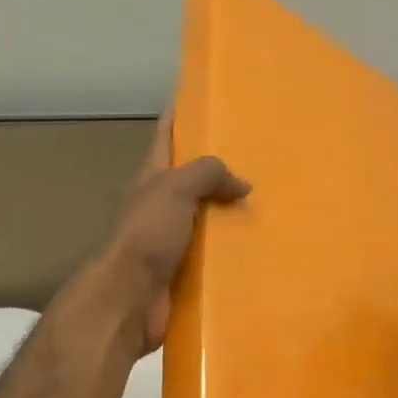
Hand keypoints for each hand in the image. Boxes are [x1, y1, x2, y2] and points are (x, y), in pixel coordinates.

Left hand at [83, 111, 249, 354]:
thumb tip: (241, 183)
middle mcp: (160, 207)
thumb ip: (207, 174)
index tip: (200, 99)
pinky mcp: (183, 272)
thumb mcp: (175, 189)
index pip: (166, 138)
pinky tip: (258, 250)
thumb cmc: (146, 235)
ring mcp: (170, 241)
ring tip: (268, 205)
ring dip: (229, 215)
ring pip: (205, 220)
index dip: (180, 117)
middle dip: (218, 170)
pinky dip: (232, 252)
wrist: (129, 298)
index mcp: (152, 179)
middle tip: (257, 159)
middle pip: (191, 181)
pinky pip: (213, 256)